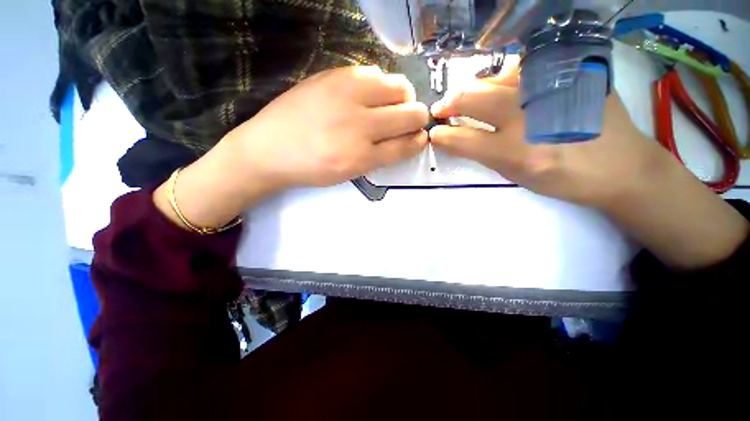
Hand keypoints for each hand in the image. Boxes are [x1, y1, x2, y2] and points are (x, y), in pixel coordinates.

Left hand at [155, 66, 428, 231]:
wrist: (269, 149)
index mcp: (363, 157)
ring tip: (393, 104)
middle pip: (410, 113)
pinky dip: (381, 84)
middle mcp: (360, 125)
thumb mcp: (350, 173)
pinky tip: (371, 94)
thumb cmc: (311, 168)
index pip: (407, 144)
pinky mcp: (334, 76)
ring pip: (398, 87)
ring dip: (404, 97)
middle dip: (418, 118)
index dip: (419, 140)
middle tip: (410, 121)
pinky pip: (374, 72)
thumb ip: (380, 156)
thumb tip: (404, 138)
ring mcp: (347, 95)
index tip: (421, 138)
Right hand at [429, 56, 748, 268]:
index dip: (441, 134)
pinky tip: (505, 85)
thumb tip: (456, 136)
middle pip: (471, 98)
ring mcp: (548, 89)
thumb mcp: (515, 175)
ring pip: (494, 77)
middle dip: (449, 103)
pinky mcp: (569, 74)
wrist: (621, 166)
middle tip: (441, 108)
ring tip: (470, 98)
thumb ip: (482, 153)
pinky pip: (524, 68)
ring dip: (473, 88)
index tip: (433, 131)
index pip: (461, 138)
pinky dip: (504, 76)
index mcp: (514, 152)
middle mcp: (528, 117)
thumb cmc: (563, 179)